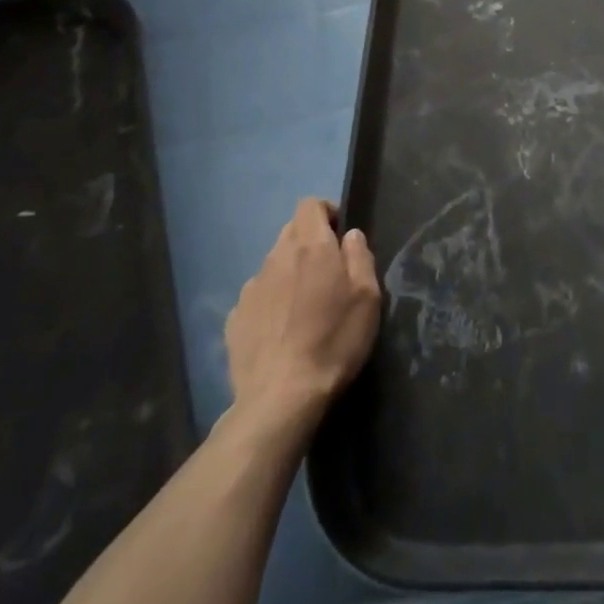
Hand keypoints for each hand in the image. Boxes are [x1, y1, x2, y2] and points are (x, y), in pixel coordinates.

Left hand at [225, 198, 381, 434]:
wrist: (280, 398)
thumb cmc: (334, 341)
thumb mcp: (367, 297)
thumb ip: (359, 256)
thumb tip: (349, 235)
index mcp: (310, 247)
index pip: (309, 205)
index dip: (326, 212)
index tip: (340, 236)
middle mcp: (276, 257)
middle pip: (291, 232)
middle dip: (310, 243)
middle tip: (328, 274)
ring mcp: (251, 288)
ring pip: (273, 264)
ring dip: (289, 273)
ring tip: (304, 308)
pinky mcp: (235, 318)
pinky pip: (257, 297)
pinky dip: (270, 303)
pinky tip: (281, 332)